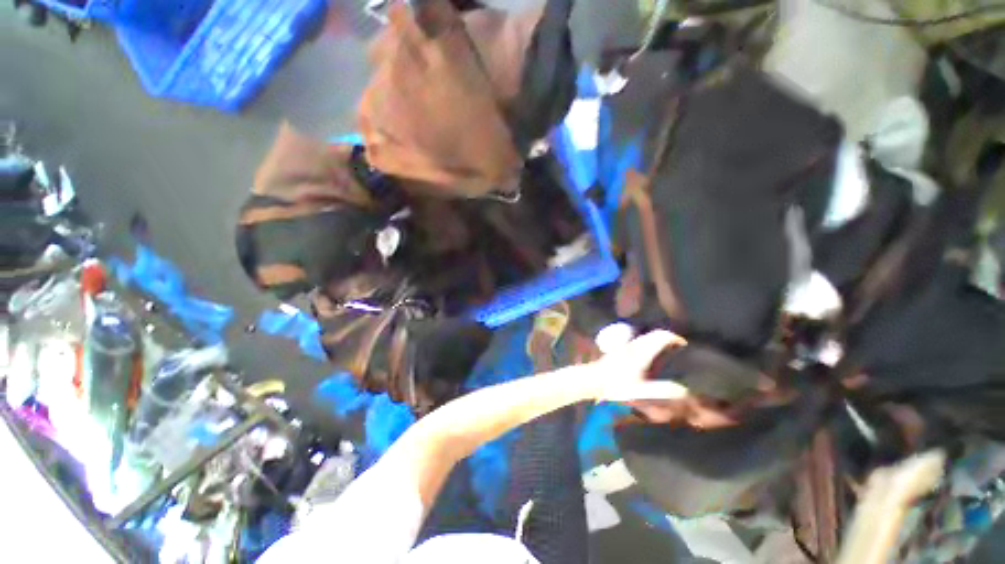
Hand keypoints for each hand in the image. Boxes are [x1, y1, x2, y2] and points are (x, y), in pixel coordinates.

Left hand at [587, 330, 687, 402]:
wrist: (594, 379)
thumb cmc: (617, 385)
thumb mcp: (640, 391)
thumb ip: (661, 390)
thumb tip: (683, 390)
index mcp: (642, 352)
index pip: (661, 336)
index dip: (674, 338)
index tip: (684, 344)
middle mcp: (635, 345)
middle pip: (654, 334)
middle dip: (668, 337)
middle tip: (678, 347)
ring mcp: (626, 346)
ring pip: (646, 337)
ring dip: (657, 339)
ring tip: (667, 350)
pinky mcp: (621, 349)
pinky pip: (639, 341)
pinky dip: (649, 343)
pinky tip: (649, 355)